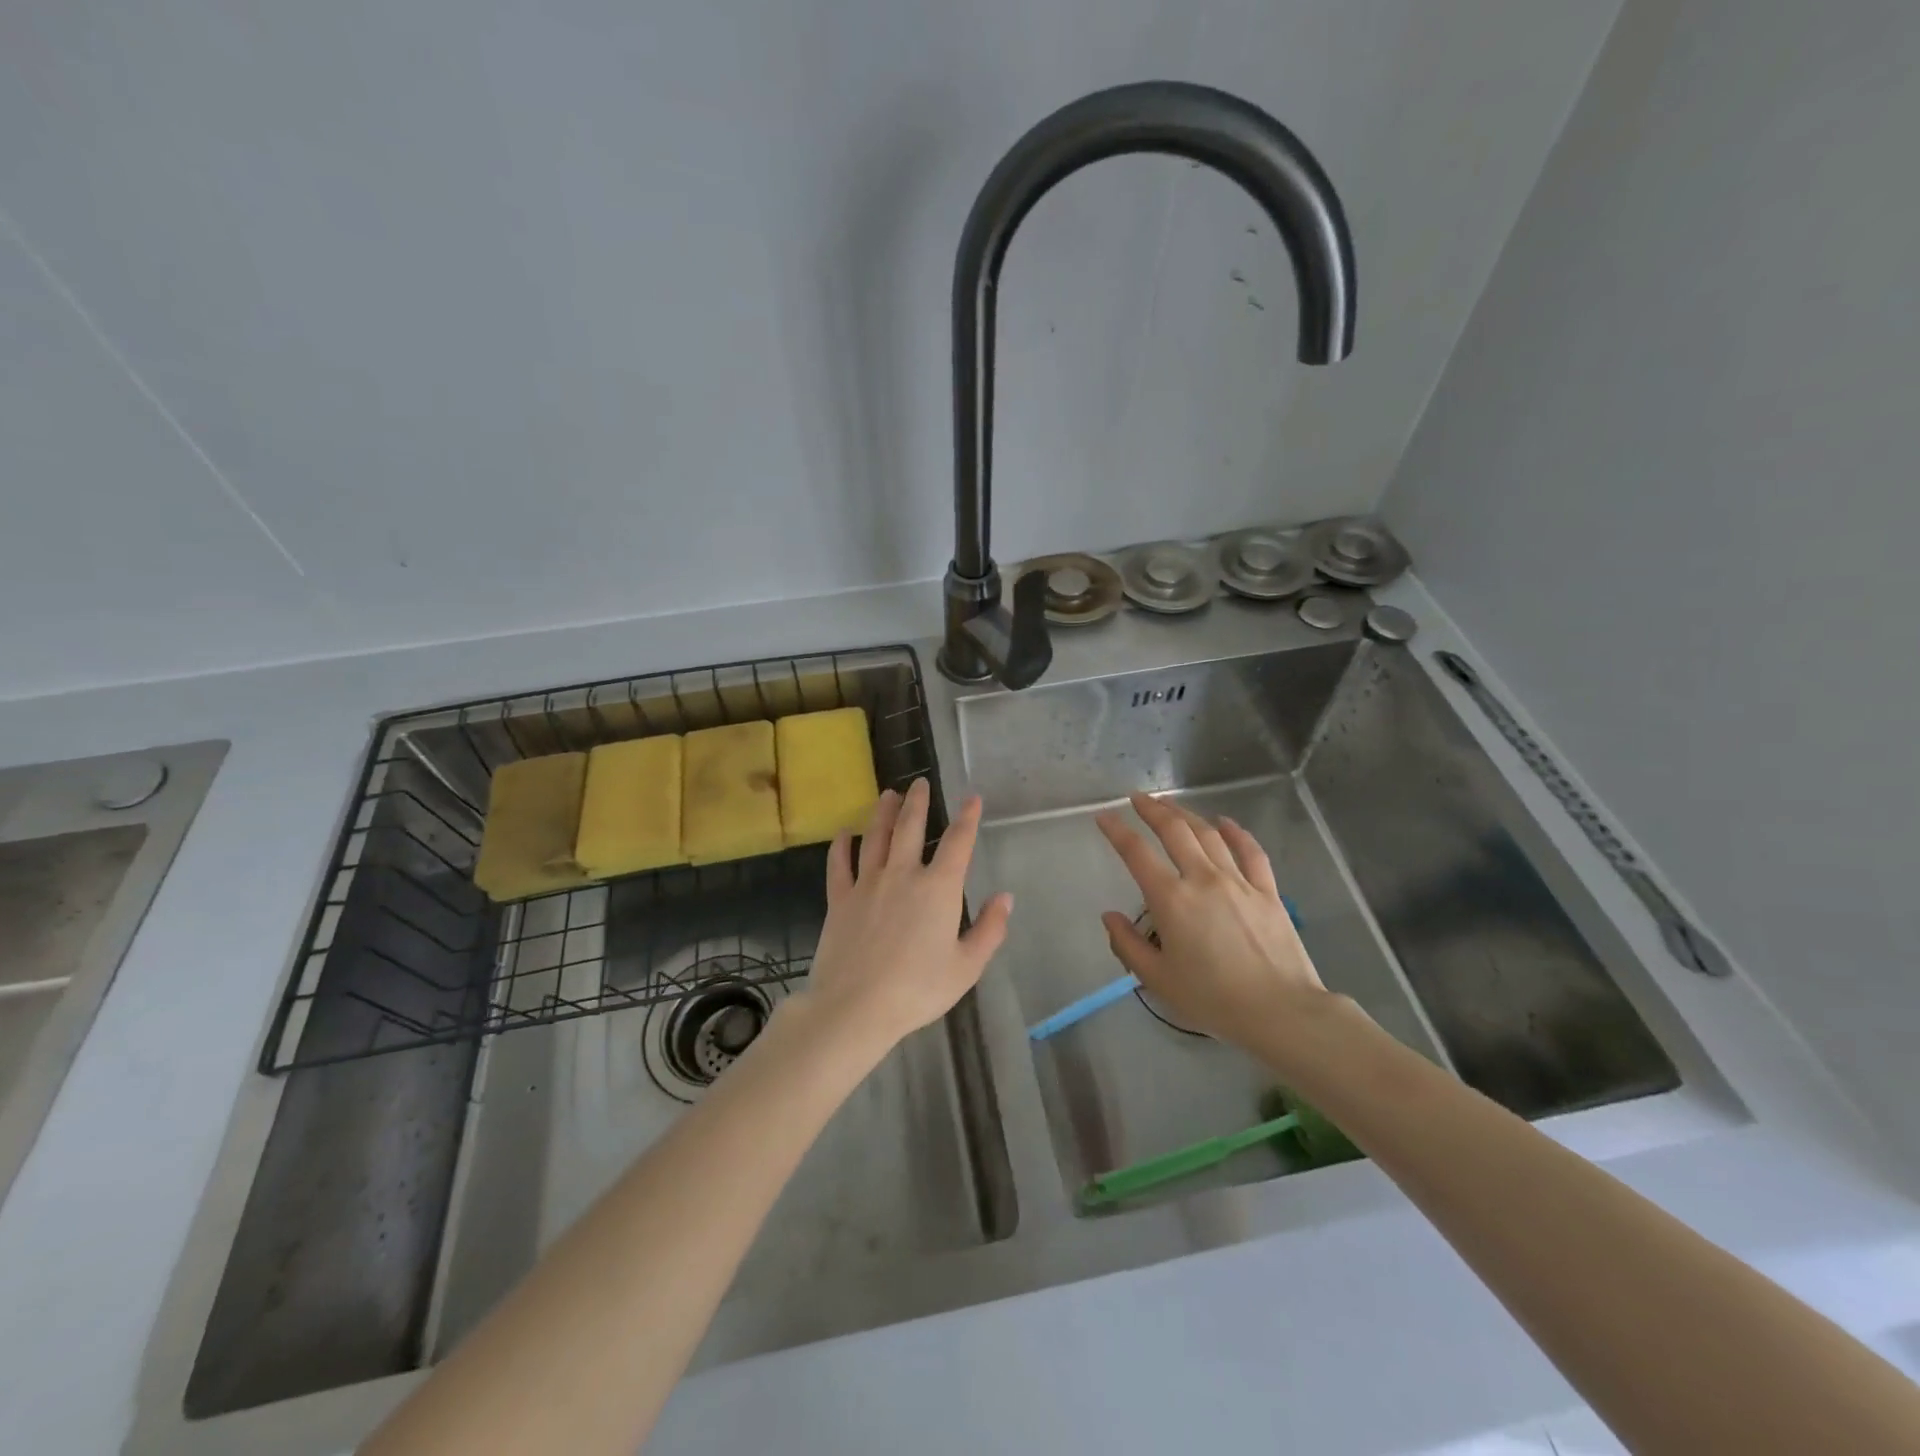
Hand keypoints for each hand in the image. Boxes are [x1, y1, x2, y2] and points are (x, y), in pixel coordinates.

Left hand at [797, 778, 1012, 1053]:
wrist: (856, 1006)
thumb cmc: (918, 989)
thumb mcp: (966, 966)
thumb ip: (989, 930)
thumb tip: (1006, 897)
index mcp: (938, 888)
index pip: (958, 843)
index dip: (967, 818)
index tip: (972, 798)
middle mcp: (903, 874)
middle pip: (910, 827)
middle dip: (918, 802)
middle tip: (919, 782)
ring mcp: (867, 883)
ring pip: (876, 837)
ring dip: (883, 813)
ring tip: (888, 794)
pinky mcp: (839, 899)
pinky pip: (839, 864)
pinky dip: (841, 846)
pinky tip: (844, 834)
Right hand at [1096, 792, 1330, 1048]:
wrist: (1279, 1011)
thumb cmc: (1212, 999)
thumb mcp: (1157, 979)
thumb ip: (1128, 944)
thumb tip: (1109, 916)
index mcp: (1171, 899)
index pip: (1136, 853)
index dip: (1117, 831)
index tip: (1104, 817)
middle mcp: (1202, 879)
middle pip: (1174, 831)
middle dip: (1152, 810)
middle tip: (1137, 798)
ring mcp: (1239, 881)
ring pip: (1208, 834)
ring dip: (1186, 814)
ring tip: (1170, 805)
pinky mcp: (1267, 890)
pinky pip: (1250, 851)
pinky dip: (1236, 832)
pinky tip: (1225, 822)